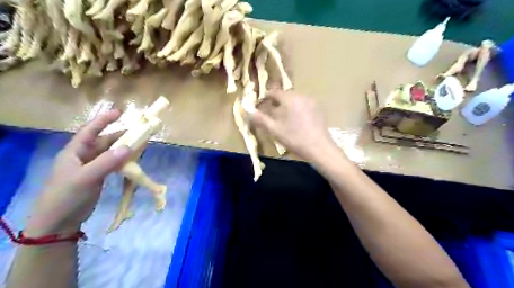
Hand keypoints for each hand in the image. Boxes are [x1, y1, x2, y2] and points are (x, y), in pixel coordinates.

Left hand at [25, 109, 130, 237]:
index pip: (90, 131)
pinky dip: (123, 161)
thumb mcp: (85, 177)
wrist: (59, 222)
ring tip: (140, 146)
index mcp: (74, 152)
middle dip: (120, 136)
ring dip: (124, 149)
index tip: (120, 112)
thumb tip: (129, 147)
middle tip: (139, 134)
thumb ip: (107, 162)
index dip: (104, 120)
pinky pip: (113, 164)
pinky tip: (132, 161)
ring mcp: (91, 167)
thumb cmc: (66, 196)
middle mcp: (83, 156)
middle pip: (104, 141)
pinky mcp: (98, 177)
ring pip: (110, 153)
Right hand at [251, 90, 340, 161]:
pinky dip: (297, 110)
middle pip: (285, 96)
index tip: (260, 106)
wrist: (319, 148)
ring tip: (283, 119)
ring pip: (295, 100)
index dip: (265, 98)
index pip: (274, 92)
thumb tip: (247, 111)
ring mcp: (312, 102)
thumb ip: (260, 119)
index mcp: (290, 99)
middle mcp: (302, 96)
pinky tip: (296, 122)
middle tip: (271, 115)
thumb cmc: (295, 138)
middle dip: (276, 103)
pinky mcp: (318, 109)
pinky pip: (303, 105)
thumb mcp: (274, 130)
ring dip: (287, 106)